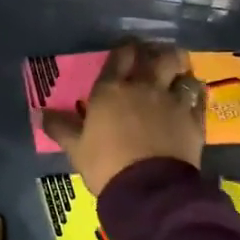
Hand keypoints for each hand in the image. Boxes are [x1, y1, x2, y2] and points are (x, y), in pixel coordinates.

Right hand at [41, 40, 205, 194]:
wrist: (148, 189)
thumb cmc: (106, 165)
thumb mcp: (76, 149)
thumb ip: (60, 127)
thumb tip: (40, 113)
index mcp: (112, 90)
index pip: (121, 56)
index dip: (125, 50)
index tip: (127, 52)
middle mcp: (144, 87)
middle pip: (158, 56)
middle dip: (158, 53)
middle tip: (156, 59)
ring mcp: (172, 101)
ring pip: (183, 72)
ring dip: (180, 72)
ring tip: (178, 76)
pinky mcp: (193, 119)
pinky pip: (199, 97)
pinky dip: (196, 94)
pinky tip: (193, 99)